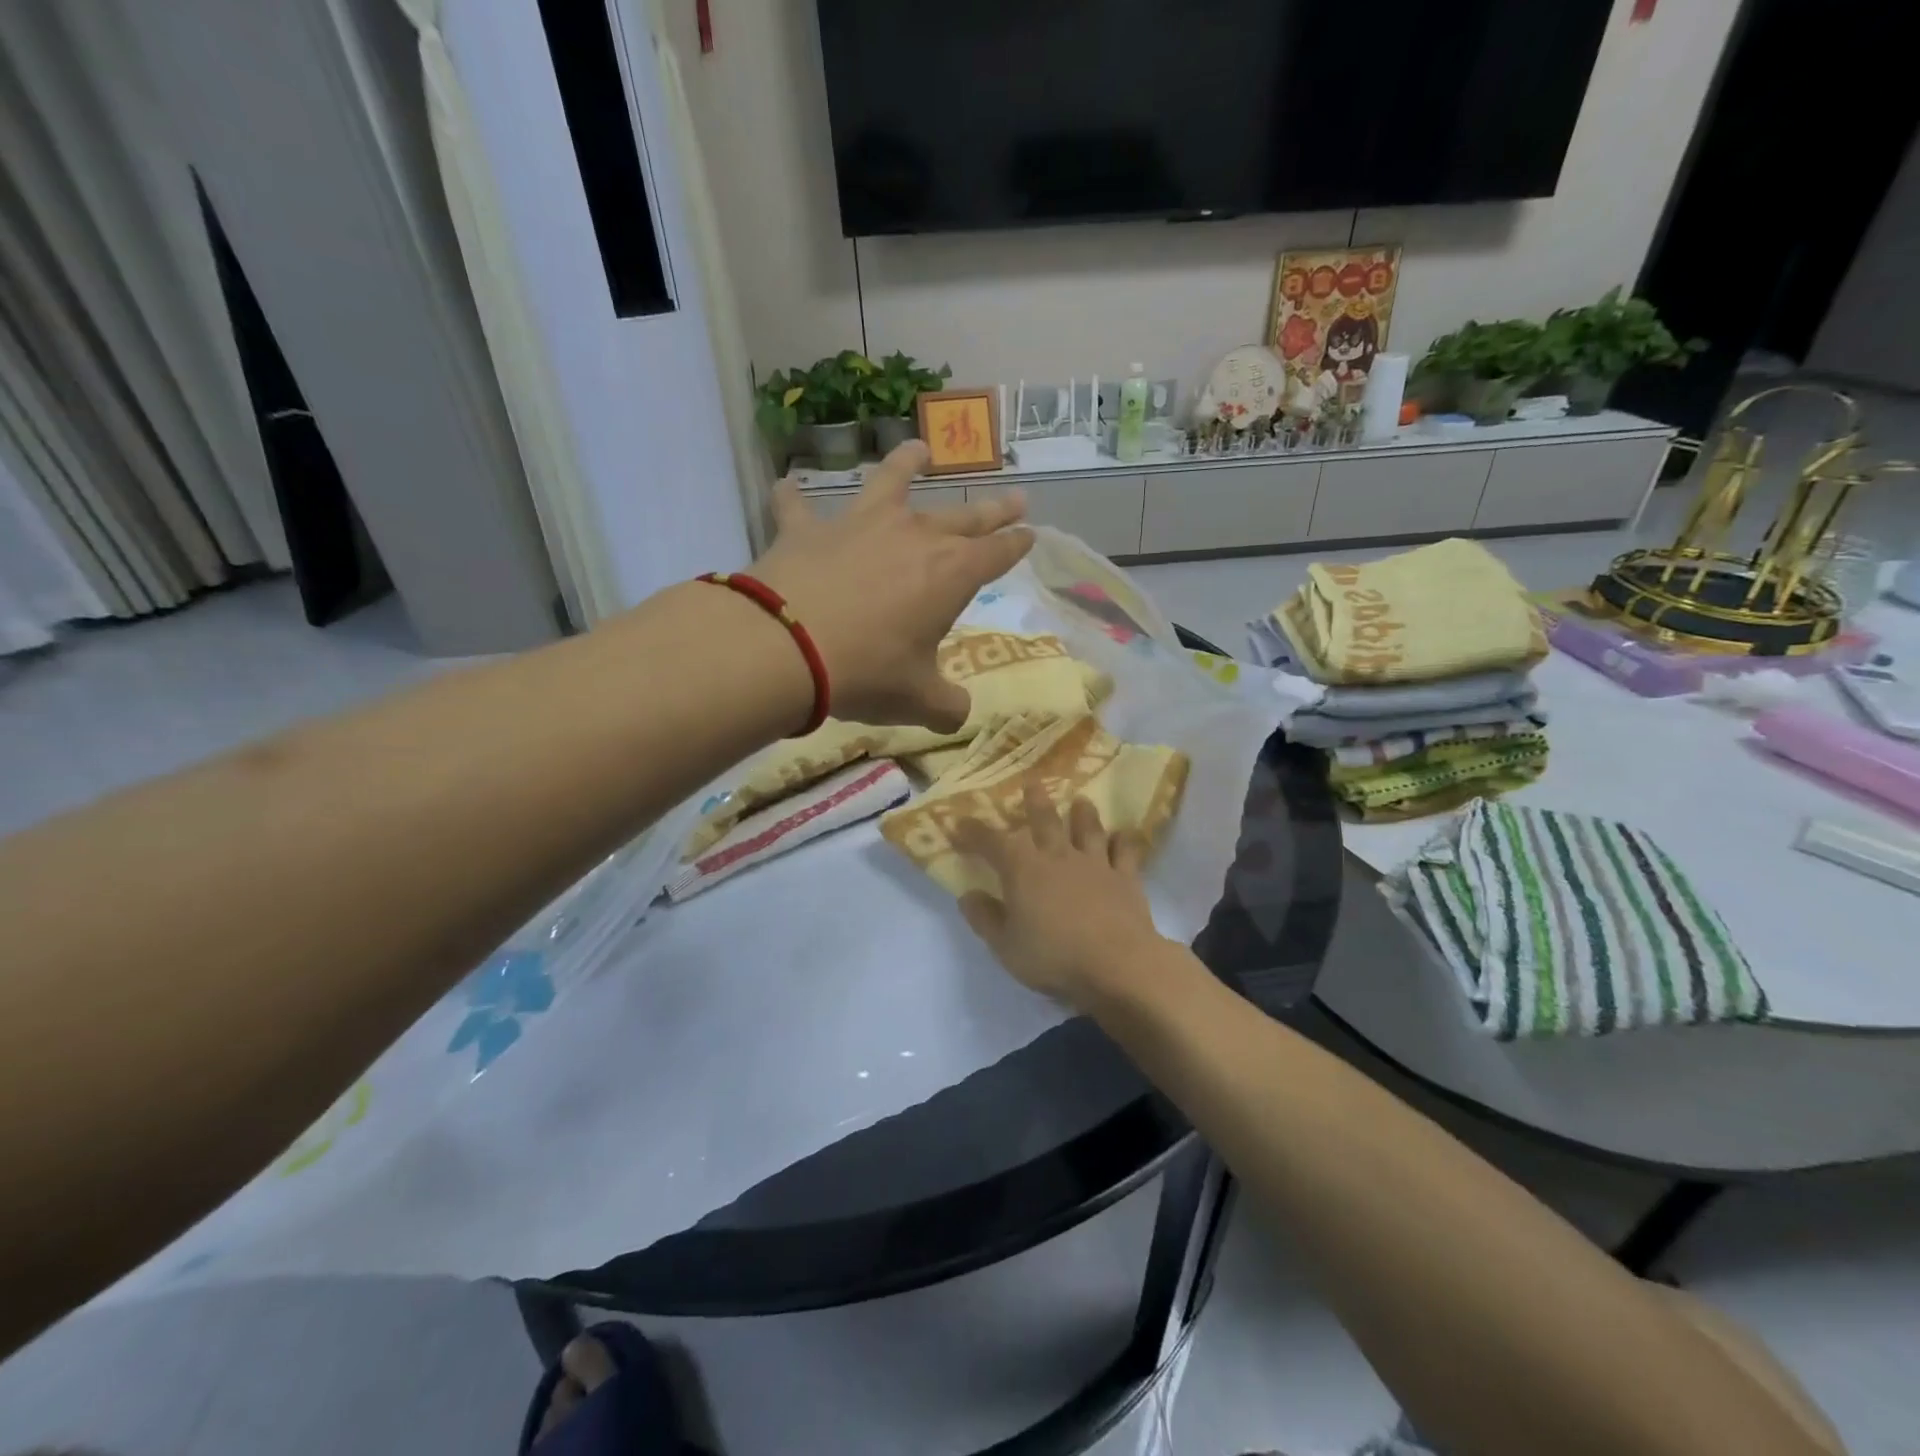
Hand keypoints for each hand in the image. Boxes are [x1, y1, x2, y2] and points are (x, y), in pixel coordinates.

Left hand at [752, 441, 1032, 730]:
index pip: (997, 552)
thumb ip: (947, 706)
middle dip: (993, 509)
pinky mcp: (807, 529)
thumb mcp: (918, 701)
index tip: (1030, 533)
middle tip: (1015, 497)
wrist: (787, 648)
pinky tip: (786, 487)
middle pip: (962, 516)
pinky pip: (798, 506)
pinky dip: (793, 498)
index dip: (1017, 544)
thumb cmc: (868, 672)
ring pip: (890, 482)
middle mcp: (913, 536)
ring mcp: (859, 524)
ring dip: (907, 464)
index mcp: (951, 574)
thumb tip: (959, 712)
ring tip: (919, 449)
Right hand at [953, 784, 1169, 1008]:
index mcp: (1023, 870)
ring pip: (1088, 830)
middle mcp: (1058, 857)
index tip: (960, 823)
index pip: (993, 842)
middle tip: (1033, 783)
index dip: (975, 832)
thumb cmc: (1053, 956)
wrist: (1116, 964)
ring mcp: (1095, 864)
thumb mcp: (1006, 946)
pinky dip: (1124, 841)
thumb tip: (968, 895)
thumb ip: (985, 919)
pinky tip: (1124, 834)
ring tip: (1081, 801)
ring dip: (1083, 814)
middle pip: (1045, 821)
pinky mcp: (1126, 878)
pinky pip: (1125, 853)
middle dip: (1035, 802)